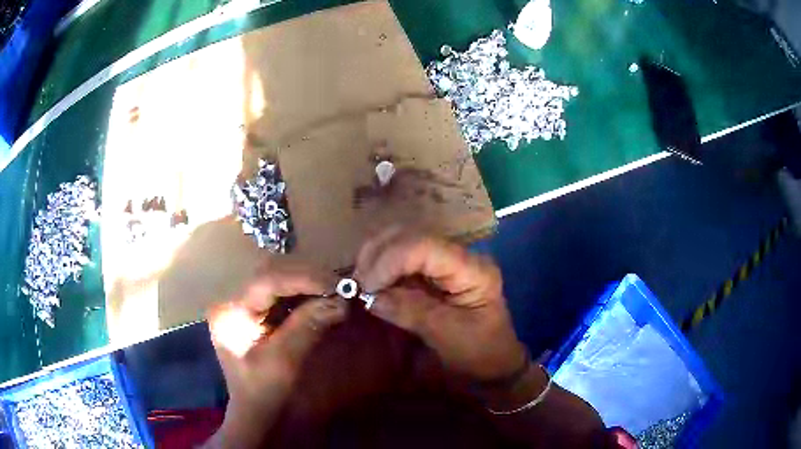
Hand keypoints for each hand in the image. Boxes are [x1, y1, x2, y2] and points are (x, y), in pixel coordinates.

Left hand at [206, 262, 347, 447]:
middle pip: (270, 274)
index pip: (267, 281)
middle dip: (306, 278)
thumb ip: (308, 326)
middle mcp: (232, 299)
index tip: (336, 284)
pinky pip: (279, 293)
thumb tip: (341, 300)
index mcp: (231, 311)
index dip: (303, 278)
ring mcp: (241, 303)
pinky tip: (318, 300)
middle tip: (337, 287)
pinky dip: (301, 294)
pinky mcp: (252, 310)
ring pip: (276, 279)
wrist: (254, 411)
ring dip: (305, 284)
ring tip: (331, 292)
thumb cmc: (264, 392)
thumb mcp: (285, 360)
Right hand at [354, 228, 526, 382]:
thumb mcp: (448, 336)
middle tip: (357, 284)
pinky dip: (380, 267)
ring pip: (402, 242)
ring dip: (375, 258)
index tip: (366, 287)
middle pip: (410, 236)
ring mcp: (444, 263)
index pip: (425, 247)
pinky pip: (400, 260)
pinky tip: (369, 284)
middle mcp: (458, 257)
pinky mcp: (432, 273)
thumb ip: (412, 312)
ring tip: (360, 284)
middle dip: (378, 255)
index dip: (390, 261)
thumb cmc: (479, 355)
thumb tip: (370, 295)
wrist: (493, 366)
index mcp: (472, 269)